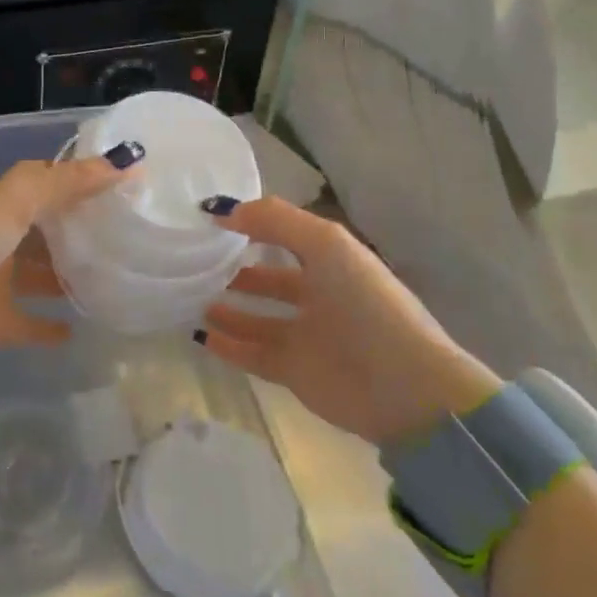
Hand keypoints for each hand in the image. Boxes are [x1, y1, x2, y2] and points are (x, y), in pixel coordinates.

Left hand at [0, 154, 134, 361]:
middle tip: (134, 237)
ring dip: (71, 277)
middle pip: (51, 231)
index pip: (53, 185)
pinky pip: (29, 323)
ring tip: (116, 281)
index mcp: (7, 203)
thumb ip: (69, 182)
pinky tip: (81, 329)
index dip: (86, 182)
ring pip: (43, 275)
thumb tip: (129, 163)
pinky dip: (50, 326)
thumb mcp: (19, 200)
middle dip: (84, 232)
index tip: (130, 187)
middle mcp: (5, 237)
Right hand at [200, 197, 501, 442]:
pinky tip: (201, 334)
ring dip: (226, 308)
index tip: (210, 221)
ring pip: (256, 318)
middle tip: (195, 264)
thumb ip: (275, 220)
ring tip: (192, 297)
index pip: (285, 235)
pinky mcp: (295, 372)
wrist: (405, 386)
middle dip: (236, 270)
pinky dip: (228, 345)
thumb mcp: (326, 245)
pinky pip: (252, 354)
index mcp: (331, 260)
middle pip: (269, 279)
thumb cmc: (366, 304)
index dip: (251, 225)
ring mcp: (306, 335)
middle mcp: (318, 294)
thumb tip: (223, 211)